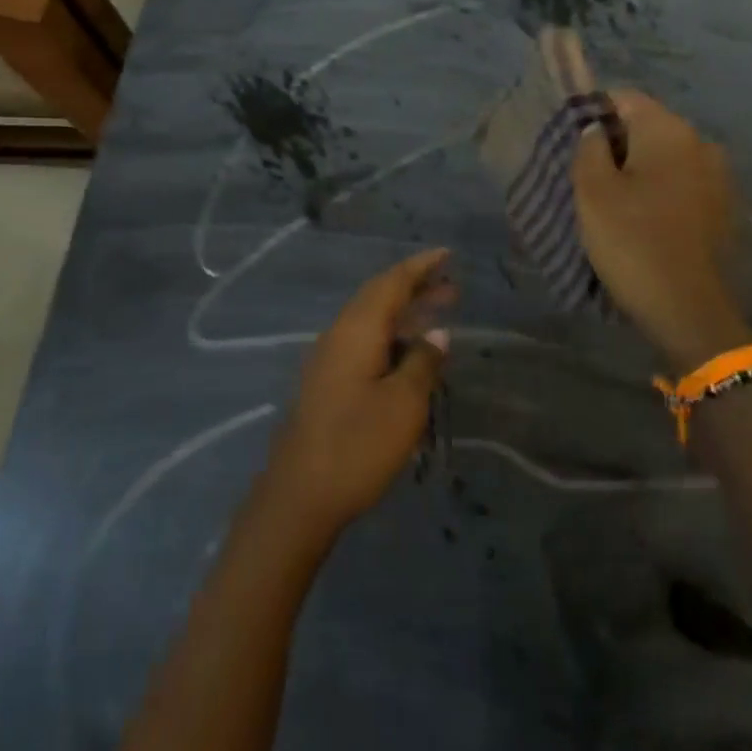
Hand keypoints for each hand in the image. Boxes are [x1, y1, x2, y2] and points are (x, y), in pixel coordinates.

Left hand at [262, 249, 455, 540]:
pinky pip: (364, 342)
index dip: (420, 267)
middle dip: (415, 289)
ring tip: (438, 314)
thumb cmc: (357, 445)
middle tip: (452, 287)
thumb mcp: (403, 405)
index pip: (391, 283)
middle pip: (379, 298)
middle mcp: (339, 335)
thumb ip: (423, 363)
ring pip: (371, 321)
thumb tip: (437, 333)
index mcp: (356, 330)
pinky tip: (409, 354)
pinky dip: (391, 337)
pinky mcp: (327, 383)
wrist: (299, 495)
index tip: (447, 254)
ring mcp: (329, 359)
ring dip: (404, 314)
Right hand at [573, 90, 750, 367]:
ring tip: (610, 199)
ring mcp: (717, 176)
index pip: (624, 98)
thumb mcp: (592, 192)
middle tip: (584, 174)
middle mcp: (700, 142)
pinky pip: (681, 182)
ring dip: (637, 168)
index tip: (570, 142)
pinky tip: (641, 217)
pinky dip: (658, 190)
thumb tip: (595, 130)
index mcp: (669, 130)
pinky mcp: (722, 207)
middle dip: (614, 142)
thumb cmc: (632, 241)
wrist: (687, 308)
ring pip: (664, 156)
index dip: (592, 112)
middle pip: (647, 125)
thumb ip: (588, 148)